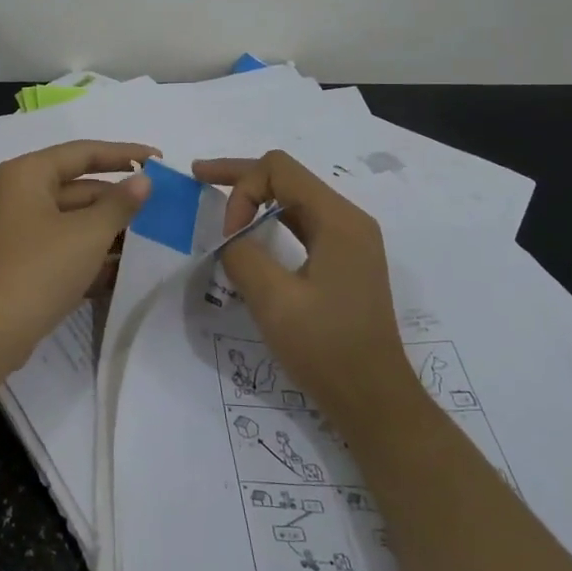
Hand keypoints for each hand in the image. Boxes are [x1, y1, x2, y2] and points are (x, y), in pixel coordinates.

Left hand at [0, 140, 156, 376]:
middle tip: (160, 208)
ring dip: (108, 229)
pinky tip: (123, 267)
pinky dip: (90, 252)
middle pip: (78, 187)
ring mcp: (18, 230)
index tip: (160, 159)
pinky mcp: (21, 261)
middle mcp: (18, 194)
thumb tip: (144, 180)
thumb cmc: (39, 270)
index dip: (125, 154)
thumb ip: (120, 204)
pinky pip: (63, 245)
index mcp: (27, 174)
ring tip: (151, 238)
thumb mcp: (87, 234)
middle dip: (118, 200)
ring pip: (72, 219)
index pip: (83, 152)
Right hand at [192, 151, 414, 432]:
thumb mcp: (274, 301)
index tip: (227, 236)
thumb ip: (243, 256)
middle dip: (241, 176)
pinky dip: (271, 220)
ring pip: (294, 199)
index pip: (279, 171)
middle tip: (197, 176)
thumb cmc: (326, 349)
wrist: (373, 399)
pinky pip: (303, 224)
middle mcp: (348, 220)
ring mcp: (349, 240)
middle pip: (288, 177)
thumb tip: (230, 239)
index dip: (242, 189)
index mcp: (338, 220)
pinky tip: (250, 233)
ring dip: (255, 196)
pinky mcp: (344, 261)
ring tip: (217, 201)